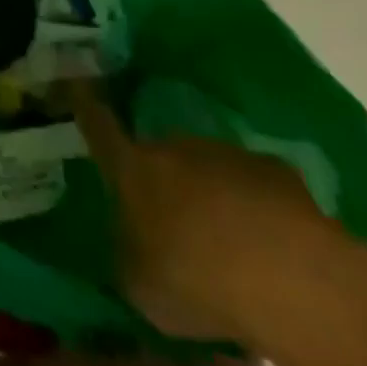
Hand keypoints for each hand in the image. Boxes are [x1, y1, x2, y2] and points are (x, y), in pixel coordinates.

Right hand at [63, 79, 365, 344]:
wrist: (291, 279)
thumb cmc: (194, 280)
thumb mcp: (140, 284)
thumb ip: (128, 256)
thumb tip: (129, 245)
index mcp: (132, 168)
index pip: (98, 126)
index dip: (85, 104)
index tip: (75, 81)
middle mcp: (174, 146)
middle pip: (160, 153)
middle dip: (164, 179)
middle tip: (174, 221)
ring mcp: (228, 154)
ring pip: (209, 168)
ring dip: (211, 194)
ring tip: (229, 243)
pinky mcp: (279, 172)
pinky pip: (255, 186)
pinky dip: (256, 208)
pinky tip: (270, 247)